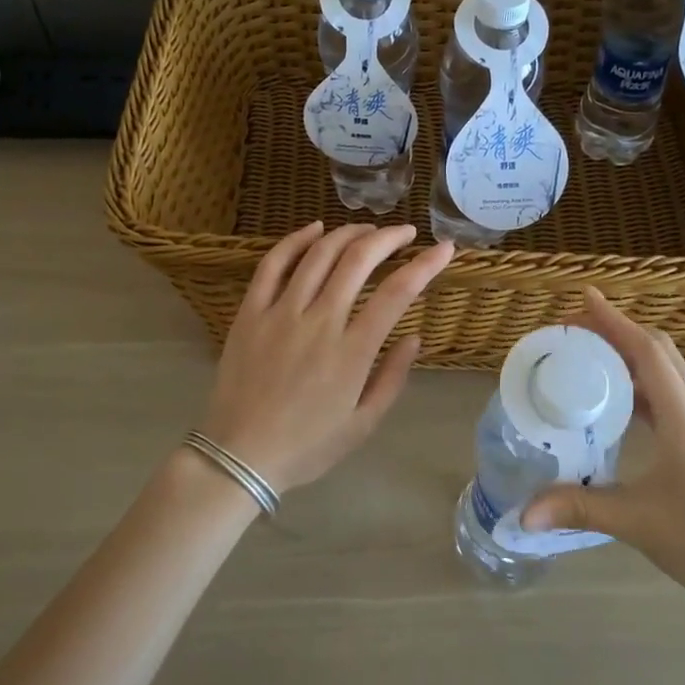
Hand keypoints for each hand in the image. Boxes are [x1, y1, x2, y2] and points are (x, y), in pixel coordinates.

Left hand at [198, 222, 454, 492]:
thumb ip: (392, 377)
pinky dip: (296, 240)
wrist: (240, 456)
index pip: (397, 293)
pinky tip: (315, 229)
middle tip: (405, 232)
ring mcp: (281, 313)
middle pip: (358, 261)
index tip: (444, 248)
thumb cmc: (308, 446)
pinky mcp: (250, 312)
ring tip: (367, 229)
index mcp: (352, 352)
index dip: (425, 265)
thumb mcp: (363, 424)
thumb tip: (413, 337)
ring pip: (319, 255)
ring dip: (348, 234)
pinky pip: (273, 265)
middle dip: (388, 238)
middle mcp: (319, 322)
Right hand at [520, 289, 684, 623]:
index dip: (615, 321)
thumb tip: (524, 511)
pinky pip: (671, 396)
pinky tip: (617, 404)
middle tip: (576, 330)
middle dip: (619, 331)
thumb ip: (578, 508)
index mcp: (684, 419)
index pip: (648, 352)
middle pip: (661, 352)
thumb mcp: (637, 523)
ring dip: (631, 356)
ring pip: (669, 372)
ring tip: (590, 359)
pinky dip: (642, 384)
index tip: (584, 298)